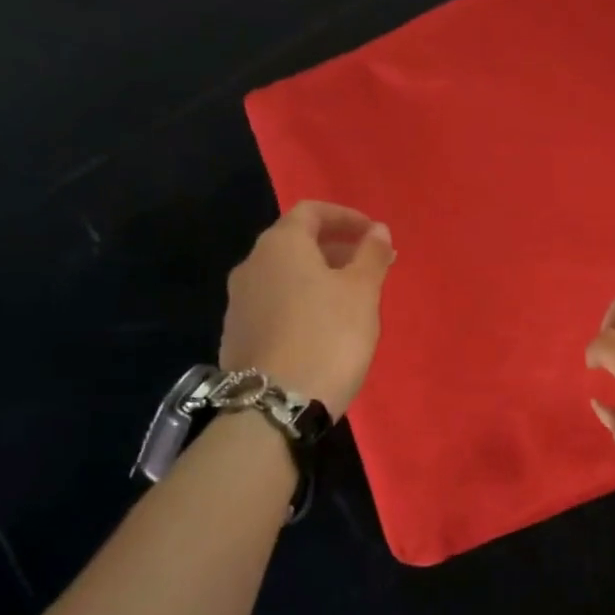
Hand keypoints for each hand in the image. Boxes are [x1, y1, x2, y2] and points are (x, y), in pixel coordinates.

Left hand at [219, 202, 395, 419]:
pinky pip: (274, 303)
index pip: (312, 211)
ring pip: (284, 275)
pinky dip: (300, 301)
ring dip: (318, 276)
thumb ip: (371, 254)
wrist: (276, 403)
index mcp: (280, 245)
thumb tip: (377, 230)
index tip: (375, 235)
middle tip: (370, 267)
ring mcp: (238, 302)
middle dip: (336, 248)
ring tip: (350, 299)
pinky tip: (321, 328)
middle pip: (296, 241)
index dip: (346, 217)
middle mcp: (251, 264)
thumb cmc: (328, 336)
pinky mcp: (237, 334)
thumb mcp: (362, 292)